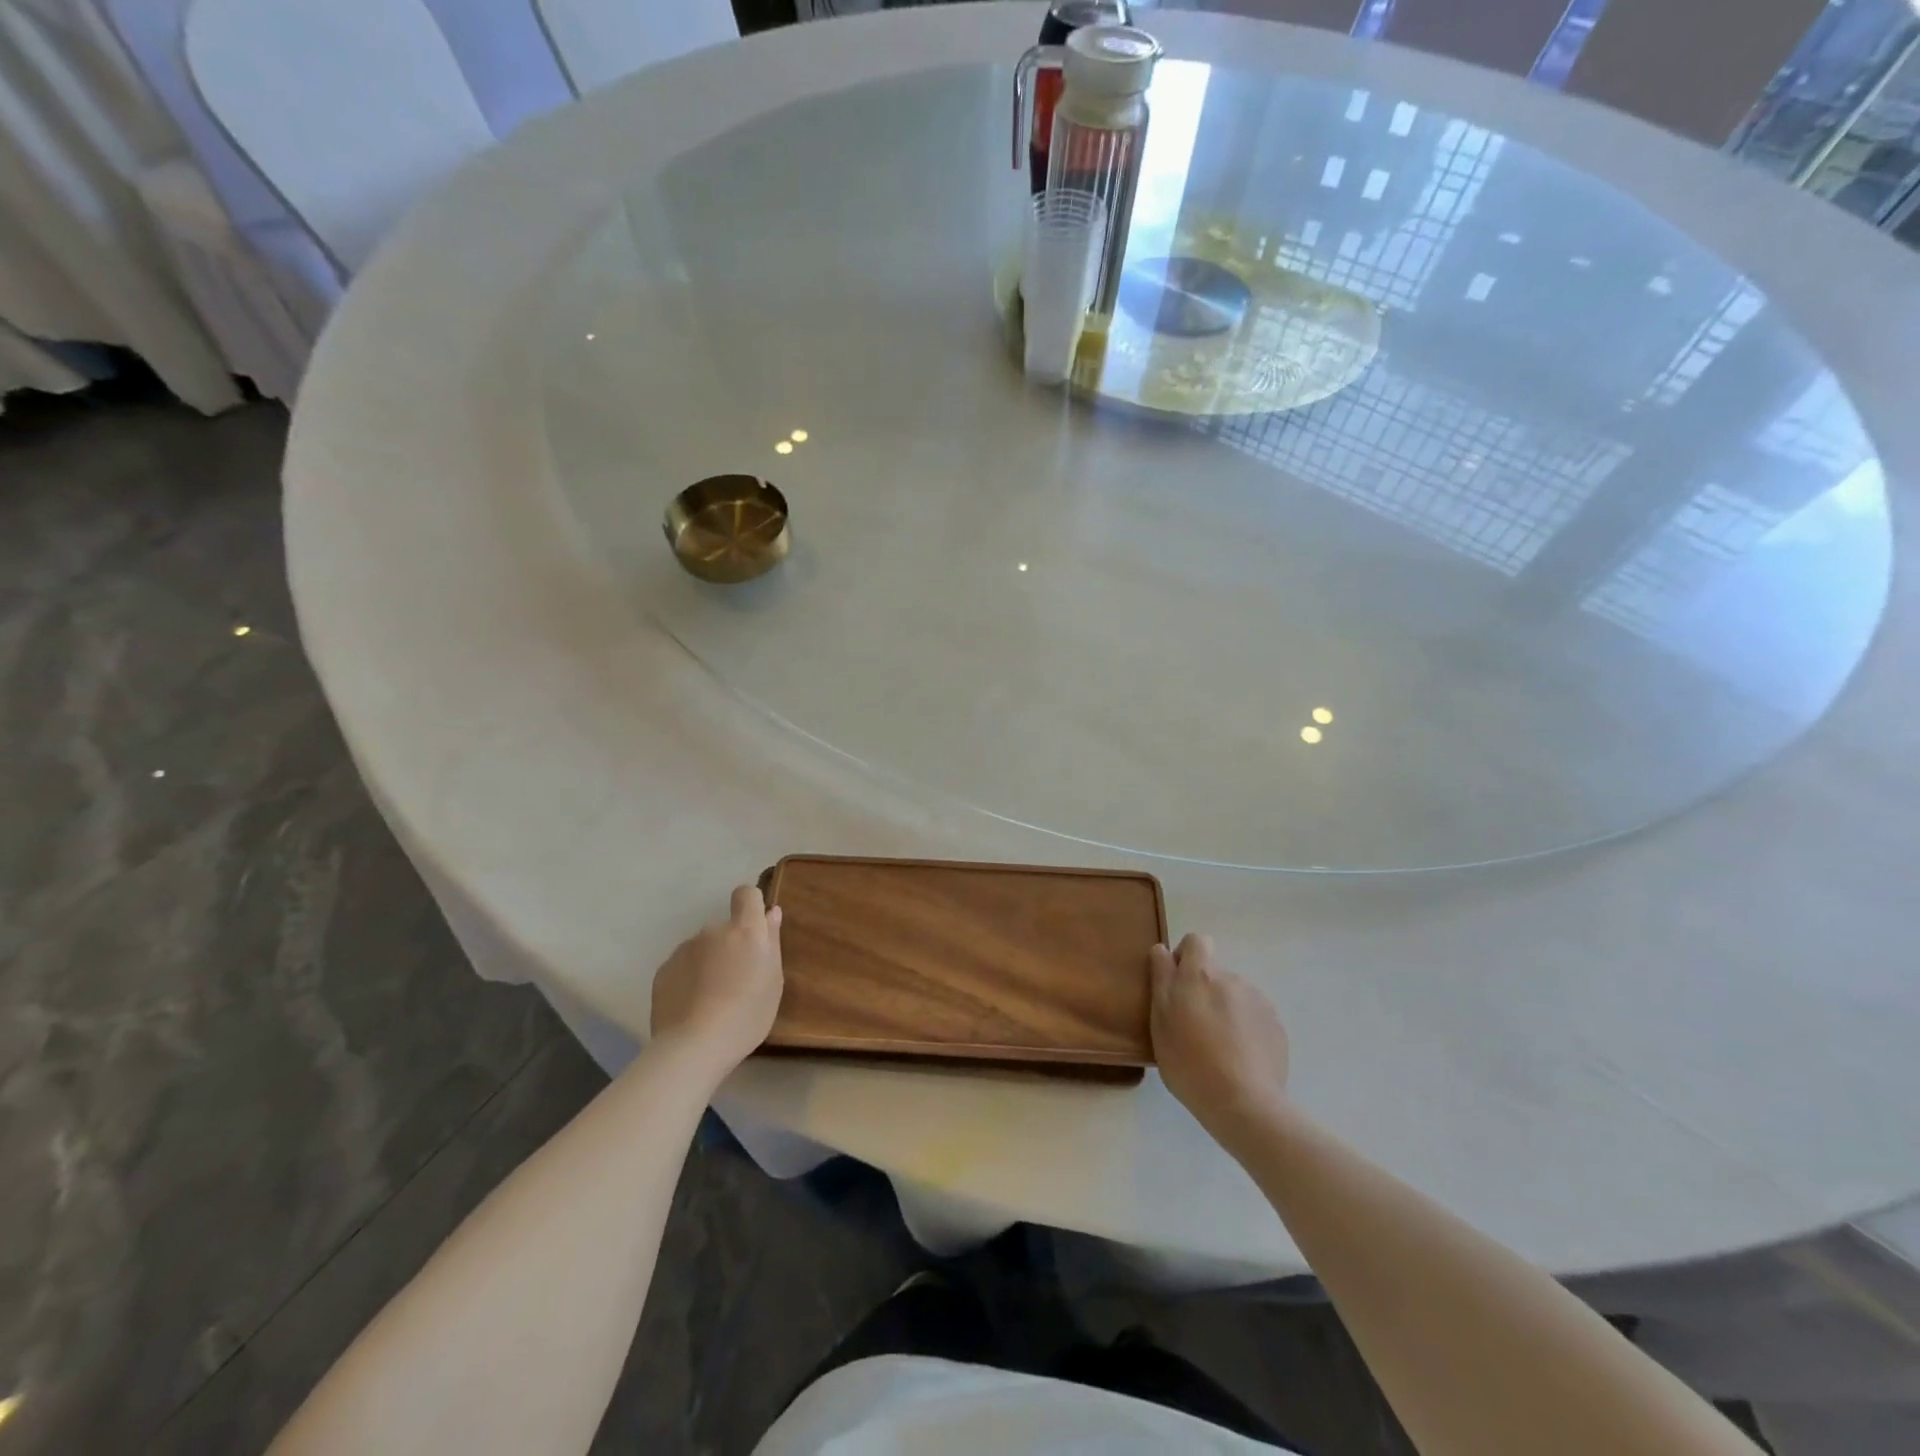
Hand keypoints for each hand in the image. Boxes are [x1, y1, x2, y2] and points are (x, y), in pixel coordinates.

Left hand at [650, 885, 784, 1079]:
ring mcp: (684, 949)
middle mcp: (712, 931)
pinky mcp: (663, 970)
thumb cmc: (747, 1015)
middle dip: (730, 945)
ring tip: (712, 998)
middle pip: (724, 928)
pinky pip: (682, 966)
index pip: (746, 894)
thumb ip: (772, 941)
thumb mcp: (774, 981)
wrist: (694, 1046)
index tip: (755, 929)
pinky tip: (692, 1006)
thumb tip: (772, 912)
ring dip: (709, 962)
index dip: (751, 906)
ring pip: (702, 948)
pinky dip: (688, 978)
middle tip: (737, 980)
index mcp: (744, 930)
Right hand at [1150, 933, 1289, 1137]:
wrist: (1244, 1103)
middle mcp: (1231, 978)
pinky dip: (1245, 1028)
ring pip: (1234, 995)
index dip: (1185, 956)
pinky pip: (1254, 1016)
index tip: (1177, 984)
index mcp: (1200, 975)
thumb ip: (1162, 979)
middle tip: (1193, 1026)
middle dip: (1203, 990)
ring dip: (1225, 1009)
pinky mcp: (1276, 1024)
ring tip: (1219, 1047)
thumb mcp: (1160, 1021)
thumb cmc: (1189, 1063)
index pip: (1196, 941)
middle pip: (1214, 972)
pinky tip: (1240, 1057)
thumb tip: (1163, 950)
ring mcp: (1258, 1001)